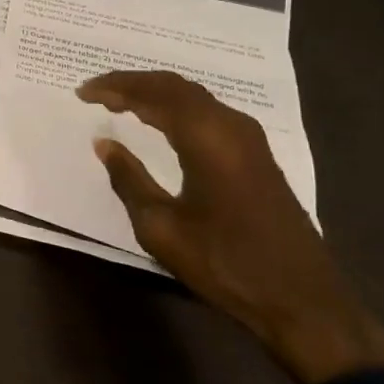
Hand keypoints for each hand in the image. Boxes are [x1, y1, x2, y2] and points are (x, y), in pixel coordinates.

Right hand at [78, 70, 383, 383]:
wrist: (302, 301)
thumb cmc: (224, 263)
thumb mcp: (161, 227)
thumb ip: (129, 179)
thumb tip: (104, 143)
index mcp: (206, 138)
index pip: (153, 94)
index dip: (114, 88)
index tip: (81, 92)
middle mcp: (230, 126)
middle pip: (174, 86)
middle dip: (132, 83)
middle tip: (95, 90)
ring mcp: (249, 139)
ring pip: (193, 96)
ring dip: (154, 92)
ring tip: (119, 100)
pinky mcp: (257, 154)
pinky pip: (207, 112)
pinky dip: (175, 106)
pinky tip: (159, 120)